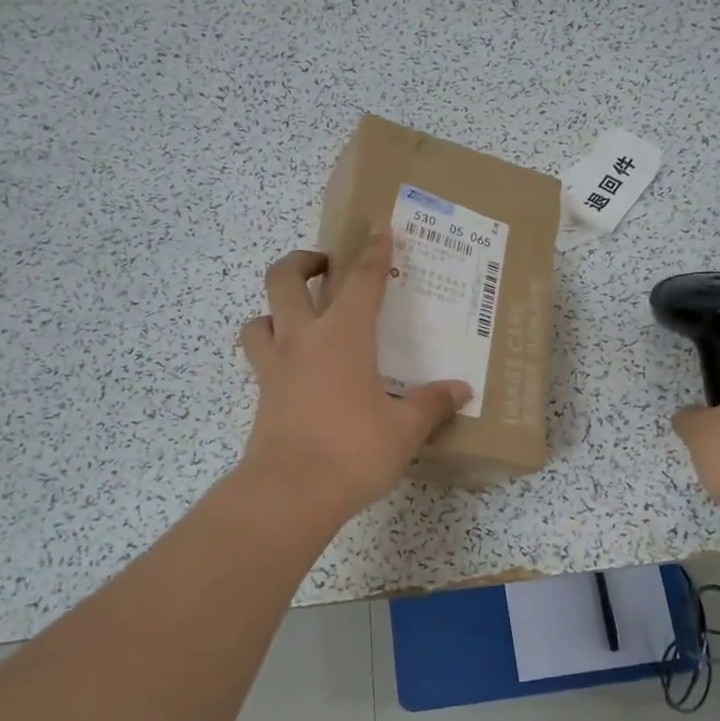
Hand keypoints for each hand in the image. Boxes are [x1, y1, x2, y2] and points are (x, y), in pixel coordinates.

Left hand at [237, 230, 470, 516]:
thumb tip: (460, 390)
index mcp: (343, 336)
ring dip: (274, 308)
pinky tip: (294, 369)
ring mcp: (275, 367)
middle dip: (302, 261)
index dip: (374, 252)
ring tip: (297, 318)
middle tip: (324, 264)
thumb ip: (431, 404)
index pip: (362, 280)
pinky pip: (260, 357)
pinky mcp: (263, 395)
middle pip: (285, 279)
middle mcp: (303, 339)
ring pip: (259, 318)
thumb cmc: (353, 451)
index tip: (378, 228)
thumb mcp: (404, 429)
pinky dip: (271, 349)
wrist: (290, 493)